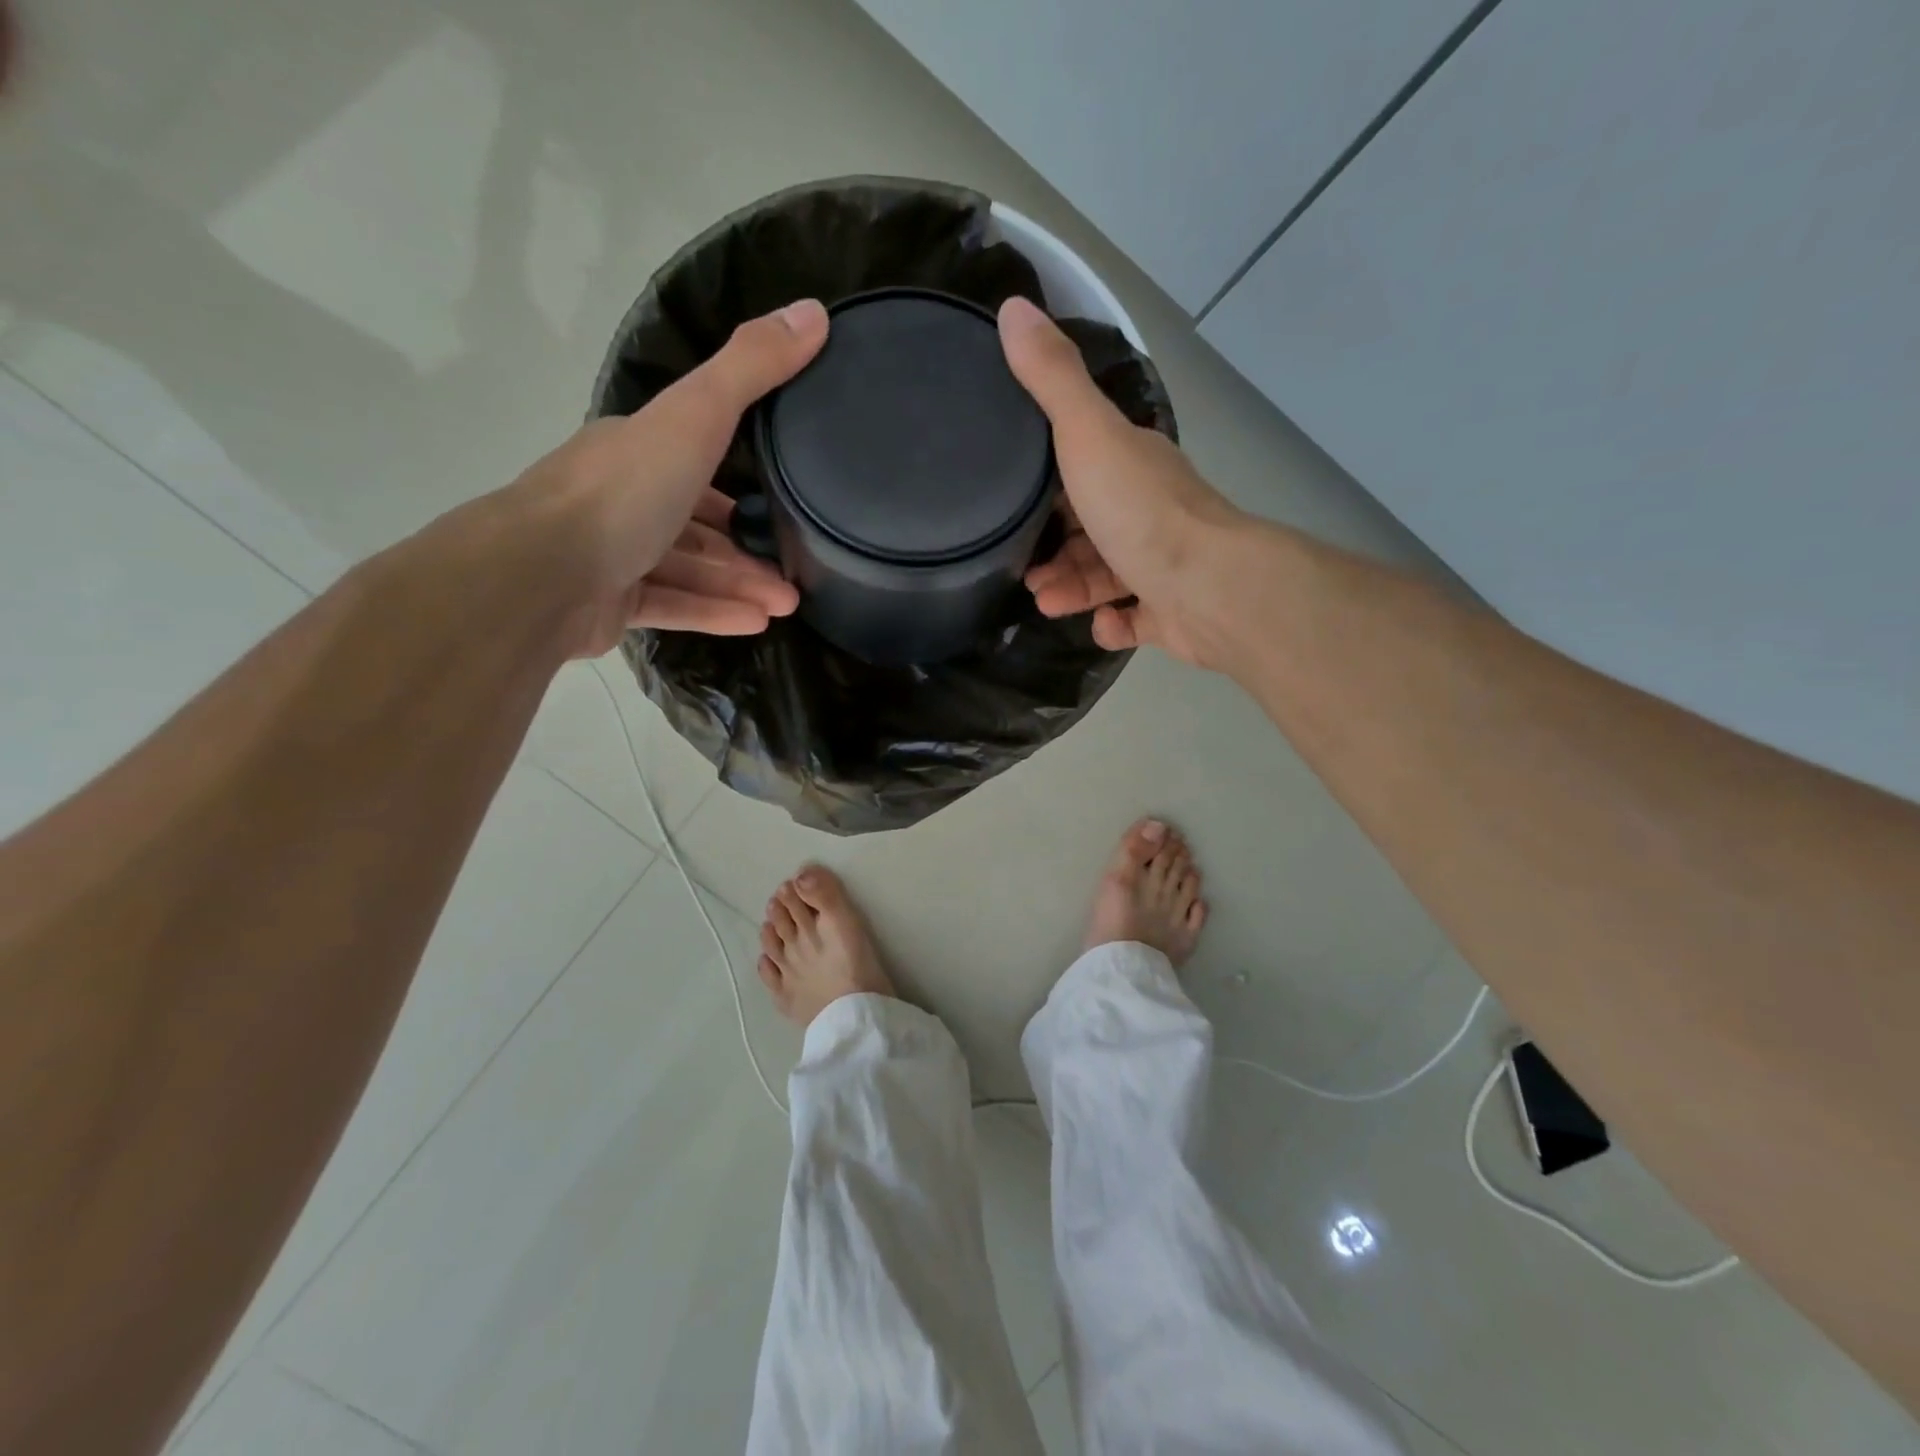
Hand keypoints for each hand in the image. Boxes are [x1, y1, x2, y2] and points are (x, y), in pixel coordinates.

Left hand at [509, 300, 828, 658]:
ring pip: (689, 570)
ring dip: (740, 585)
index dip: (740, 484)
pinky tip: (756, 625)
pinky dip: (713, 613)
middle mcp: (623, 500)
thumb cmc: (624, 492)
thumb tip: (813, 312)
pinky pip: (672, 605)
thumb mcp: (696, 416)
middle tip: (795, 575)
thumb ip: (751, 369)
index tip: (782, 507)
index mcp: (637, 450)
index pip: (694, 461)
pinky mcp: (609, 604)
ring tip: (787, 606)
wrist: (541, 574)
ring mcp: (614, 555)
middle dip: (749, 550)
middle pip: (697, 525)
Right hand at [998, 297, 1245, 667]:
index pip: (1085, 464)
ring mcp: (1164, 566)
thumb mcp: (1089, 435)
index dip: (1048, 480)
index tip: (1011, 498)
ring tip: (1044, 601)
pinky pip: (1135, 619)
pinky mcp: (1171, 613)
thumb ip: (1052, 380)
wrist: (1209, 588)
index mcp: (1133, 466)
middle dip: (1054, 547)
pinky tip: (1100, 624)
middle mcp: (1151, 513)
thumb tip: (1014, 307)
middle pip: (1092, 527)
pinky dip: (1113, 623)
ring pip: (1108, 576)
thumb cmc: (1143, 512)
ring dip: (1073, 588)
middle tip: (1022, 568)